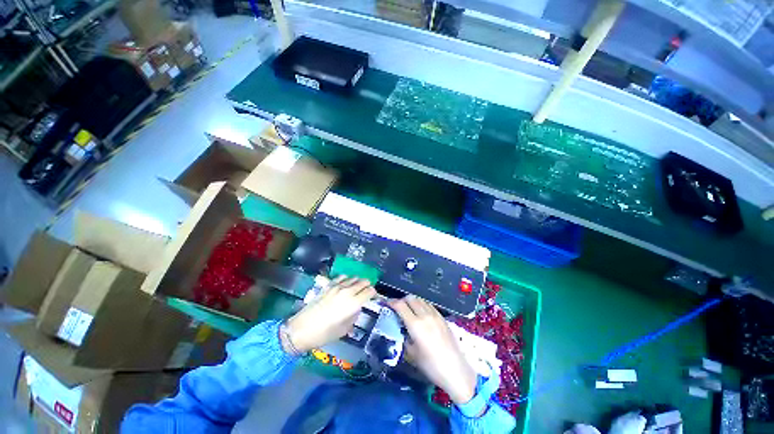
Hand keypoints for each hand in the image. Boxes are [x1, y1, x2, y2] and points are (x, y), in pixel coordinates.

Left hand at [283, 276, 375, 352]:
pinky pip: (342, 277)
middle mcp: (348, 291)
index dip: (374, 293)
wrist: (302, 329)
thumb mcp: (345, 329)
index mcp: (354, 303)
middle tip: (366, 292)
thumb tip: (356, 309)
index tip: (373, 297)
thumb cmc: (325, 333)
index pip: (370, 291)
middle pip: (364, 281)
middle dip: (368, 286)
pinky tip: (345, 285)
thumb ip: (354, 316)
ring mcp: (337, 286)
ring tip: (356, 288)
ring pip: (354, 277)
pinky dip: (347, 279)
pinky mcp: (328, 285)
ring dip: (358, 282)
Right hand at [389, 295, 476, 404]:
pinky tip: (421, 314)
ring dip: (412, 302)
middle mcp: (425, 315)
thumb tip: (401, 329)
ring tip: (409, 310)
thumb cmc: (431, 365)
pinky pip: (429, 305)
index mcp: (415, 324)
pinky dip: (422, 305)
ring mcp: (435, 315)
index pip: (400, 305)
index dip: (391, 302)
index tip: (386, 304)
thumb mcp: (411, 354)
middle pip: (410, 298)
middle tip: (397, 308)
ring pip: (420, 299)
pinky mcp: (442, 317)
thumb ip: (404, 337)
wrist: (455, 370)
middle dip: (402, 300)